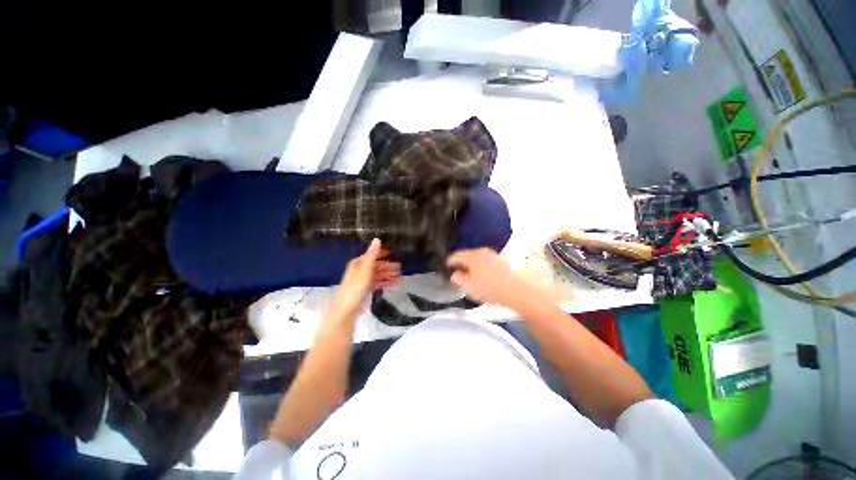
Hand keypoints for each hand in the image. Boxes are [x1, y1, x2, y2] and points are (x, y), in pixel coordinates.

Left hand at [331, 239, 400, 317]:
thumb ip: (372, 254)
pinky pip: (378, 283)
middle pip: (376, 266)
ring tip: (400, 276)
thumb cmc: (356, 286)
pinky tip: (394, 284)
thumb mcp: (365, 268)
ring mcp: (363, 281)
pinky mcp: (366, 290)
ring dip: (389, 275)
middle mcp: (360, 270)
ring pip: (378, 275)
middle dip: (388, 266)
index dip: (381, 254)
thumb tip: (377, 239)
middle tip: (400, 267)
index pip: (371, 255)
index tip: (392, 253)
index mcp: (358, 263)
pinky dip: (386, 283)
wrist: (347, 308)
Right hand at [446, 248, 530, 307]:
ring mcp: (493, 256)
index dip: (449, 261)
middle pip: (467, 255)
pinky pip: (485, 262)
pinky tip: (481, 276)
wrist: (516, 290)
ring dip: (471, 265)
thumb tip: (454, 274)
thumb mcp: (469, 286)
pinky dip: (480, 267)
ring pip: (477, 258)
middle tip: (456, 270)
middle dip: (461, 262)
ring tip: (468, 274)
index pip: (457, 256)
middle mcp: (483, 253)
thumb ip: (458, 279)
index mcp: (473, 257)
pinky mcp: (501, 262)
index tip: (446, 265)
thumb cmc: (490, 288)